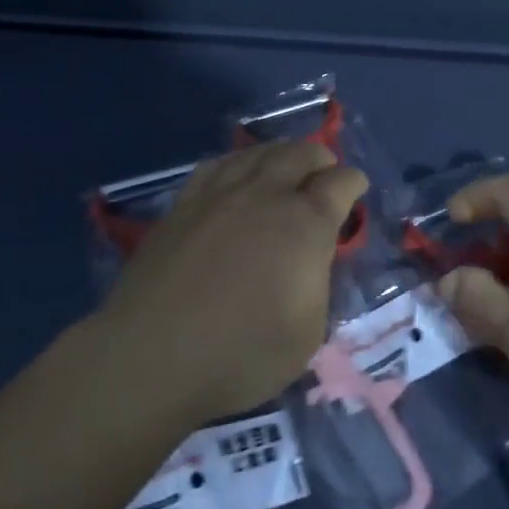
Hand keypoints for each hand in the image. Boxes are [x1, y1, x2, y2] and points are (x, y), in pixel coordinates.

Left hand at [93, 140, 367, 423]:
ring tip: (285, 166)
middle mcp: (265, 194)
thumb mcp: (308, 332)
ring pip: (257, 152)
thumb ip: (318, 282)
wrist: (153, 356)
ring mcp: (219, 194)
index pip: (340, 183)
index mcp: (305, 223)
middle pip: (300, 154)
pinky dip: (239, 162)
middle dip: (320, 159)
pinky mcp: (183, 204)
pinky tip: (236, 174)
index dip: (354, 183)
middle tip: (324, 173)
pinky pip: (217, 164)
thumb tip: (311, 258)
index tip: (356, 189)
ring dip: (280, 154)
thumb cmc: (242, 353)